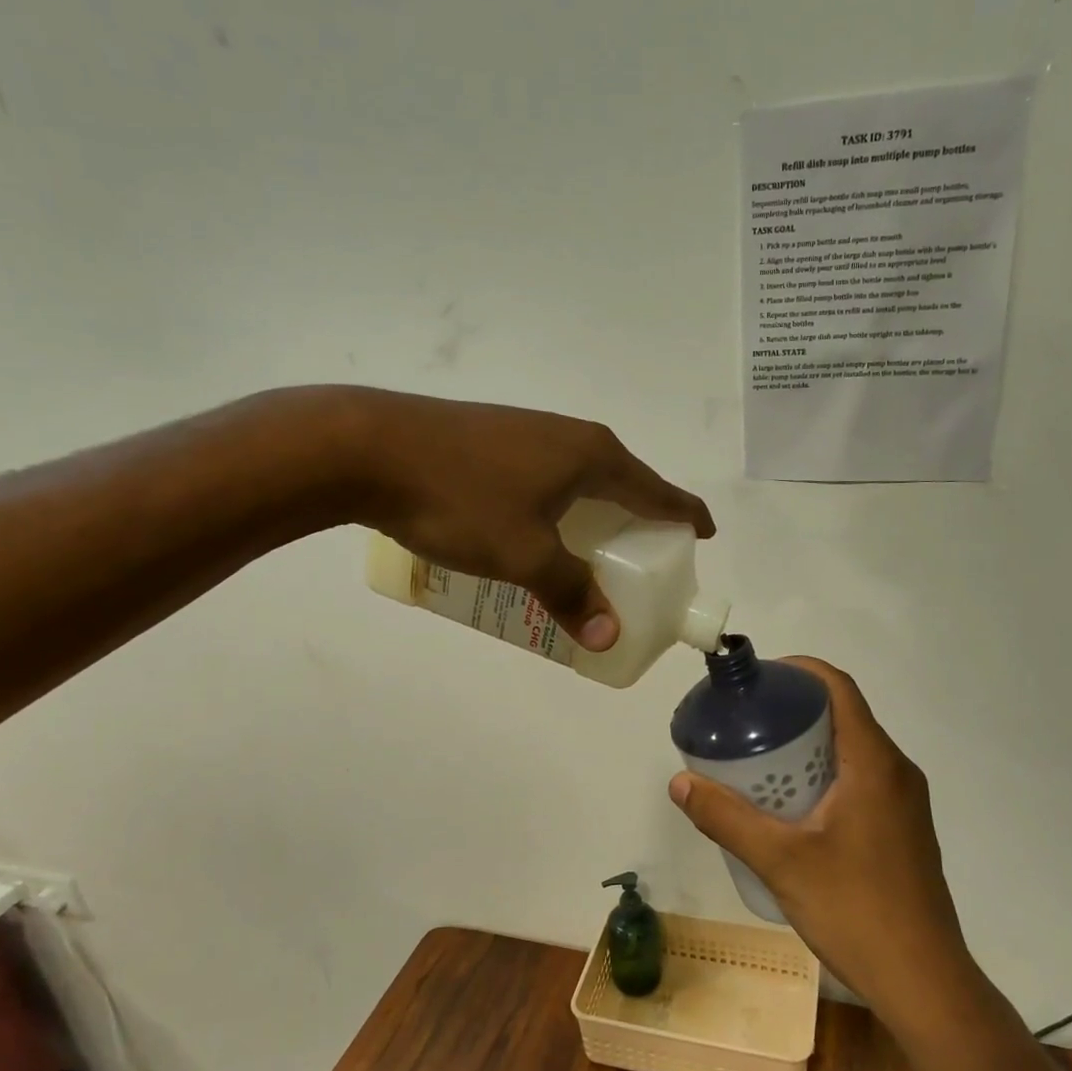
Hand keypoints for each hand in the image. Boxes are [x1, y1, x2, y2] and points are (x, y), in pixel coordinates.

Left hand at [331, 388, 713, 649]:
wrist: (366, 447)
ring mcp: (528, 433)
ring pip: (581, 480)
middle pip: (623, 482)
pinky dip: (560, 508)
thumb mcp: (523, 555)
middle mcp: (569, 436)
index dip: (685, 514)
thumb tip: (607, 637)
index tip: (705, 534)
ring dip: (595, 515)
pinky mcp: (493, 439)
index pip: (657, 489)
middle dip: (639, 521)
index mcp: (592, 456)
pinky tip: (538, 531)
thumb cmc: (460, 498)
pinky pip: (548, 478)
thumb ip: (569, 593)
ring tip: (593, 553)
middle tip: (643, 562)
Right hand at [668, 658, 970, 1022]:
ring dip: (808, 745)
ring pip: (852, 751)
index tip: (757, 680)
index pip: (839, 688)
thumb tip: (680, 781)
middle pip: (844, 716)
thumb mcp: (781, 861)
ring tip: (758, 762)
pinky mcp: (903, 830)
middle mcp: (897, 772)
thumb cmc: (856, 910)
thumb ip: (727, 818)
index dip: (798, 671)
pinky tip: (790, 807)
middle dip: (794, 711)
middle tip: (745, 723)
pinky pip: (861, 780)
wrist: (925, 983)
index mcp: (875, 763)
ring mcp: (905, 803)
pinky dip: (824, 774)